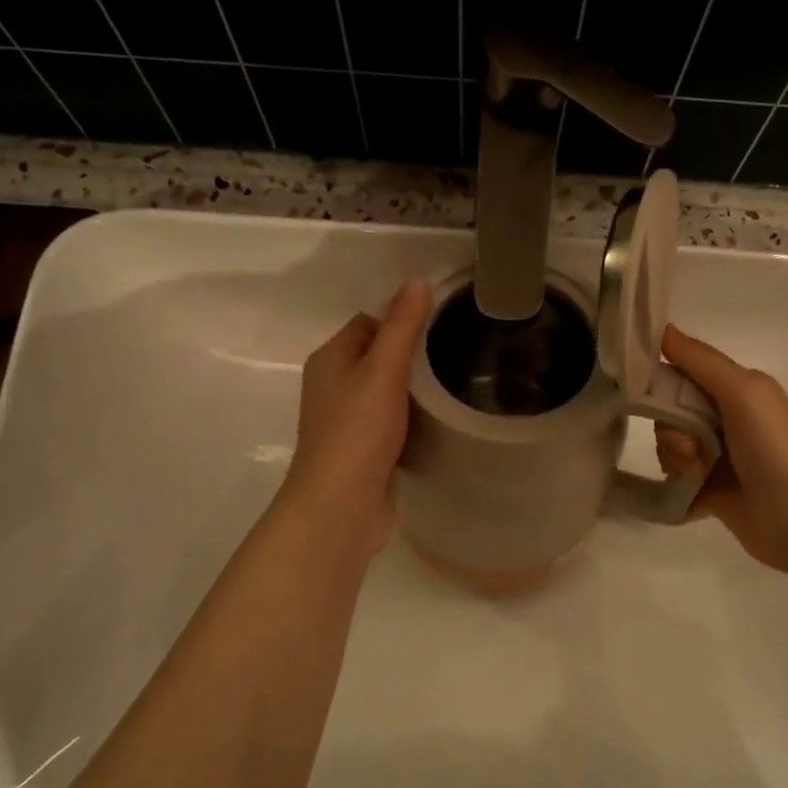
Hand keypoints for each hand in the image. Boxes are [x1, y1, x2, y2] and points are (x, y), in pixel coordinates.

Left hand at [278, 278, 432, 557]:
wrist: (342, 507)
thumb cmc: (358, 431)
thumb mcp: (383, 371)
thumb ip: (402, 326)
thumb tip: (416, 280)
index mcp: (330, 359)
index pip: (369, 321)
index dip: (402, 317)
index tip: (443, 319)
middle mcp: (334, 385)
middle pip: (378, 355)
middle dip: (413, 353)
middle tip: (457, 348)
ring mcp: (348, 420)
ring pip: (386, 390)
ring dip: (415, 388)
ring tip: (456, 379)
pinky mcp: (365, 449)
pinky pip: (392, 420)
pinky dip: (413, 417)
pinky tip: (440, 418)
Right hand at [654, 324, 787, 573]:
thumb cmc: (774, 447)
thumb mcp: (742, 391)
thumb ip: (701, 360)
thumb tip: (663, 328)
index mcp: (734, 391)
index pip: (681, 376)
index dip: (662, 385)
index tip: (653, 398)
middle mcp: (725, 420)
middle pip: (670, 415)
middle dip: (671, 431)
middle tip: (692, 449)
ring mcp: (717, 459)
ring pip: (669, 449)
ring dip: (676, 461)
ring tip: (699, 475)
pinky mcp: (709, 492)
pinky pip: (674, 482)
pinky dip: (675, 487)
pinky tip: (689, 494)